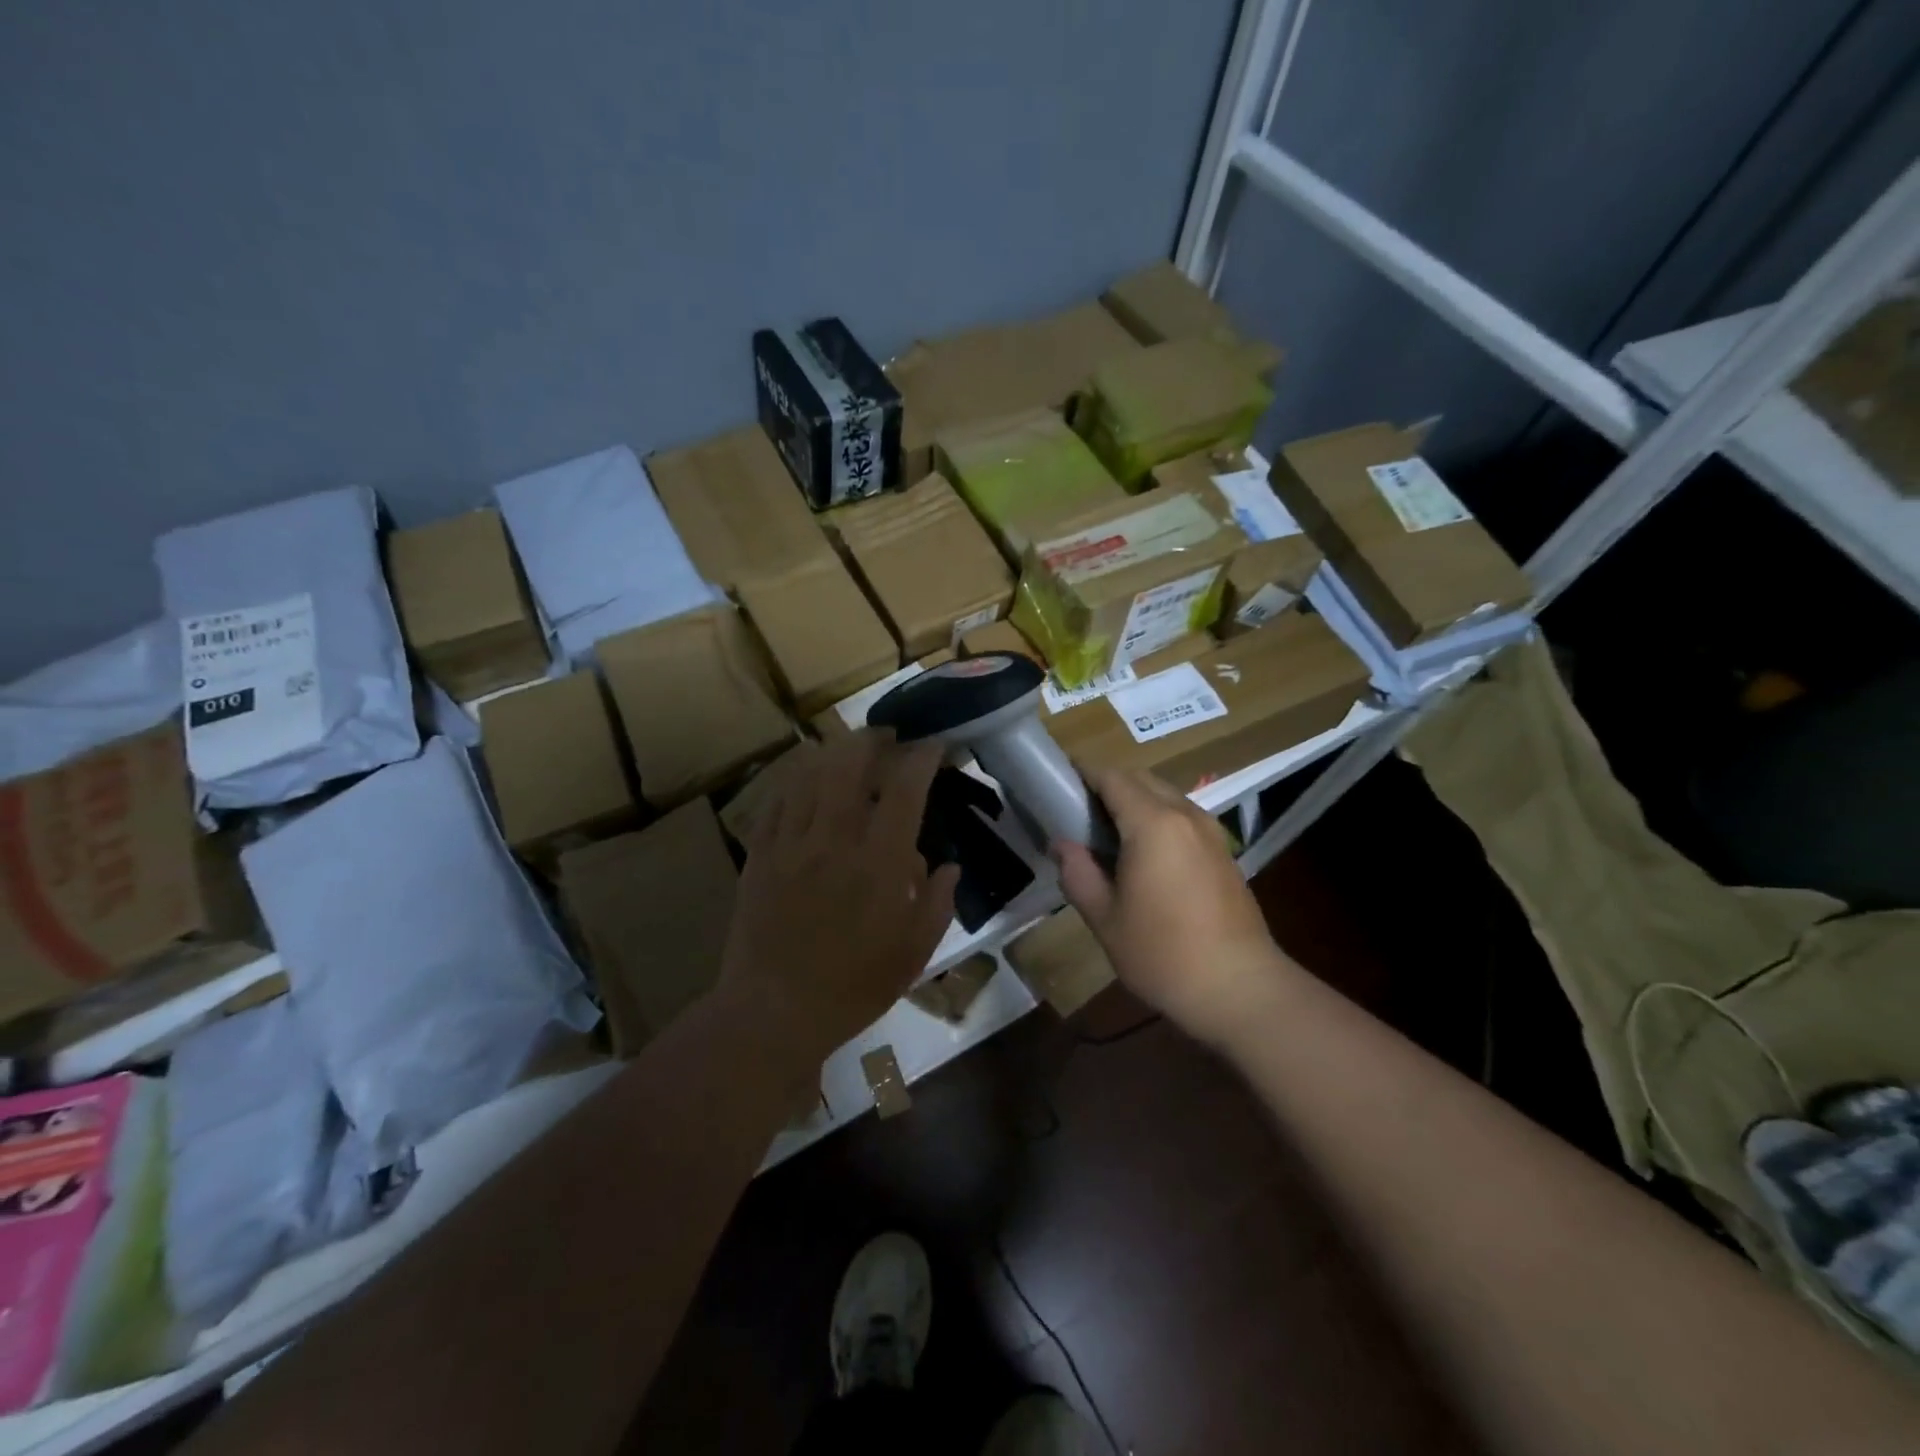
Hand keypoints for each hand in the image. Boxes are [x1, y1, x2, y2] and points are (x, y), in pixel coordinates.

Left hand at [721, 731, 959, 1059]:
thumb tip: (947, 866)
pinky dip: (794, 780)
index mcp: (880, 862)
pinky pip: (776, 802)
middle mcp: (835, 839)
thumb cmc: (853, 987)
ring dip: (833, 752)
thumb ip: (937, 903)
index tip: (933, 745)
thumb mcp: (913, 953)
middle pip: (850, 764)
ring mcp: (791, 844)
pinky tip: (803, 778)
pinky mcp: (760, 855)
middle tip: (886, 735)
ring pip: (810, 775)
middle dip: (872, 739)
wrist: (774, 1011)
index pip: (905, 789)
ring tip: (847, 747)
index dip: (922, 758)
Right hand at [1054, 768, 1285, 1045]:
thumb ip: (1078, 873)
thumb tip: (1062, 844)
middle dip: (1108, 785)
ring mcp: (1210, 832)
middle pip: (1140, 779)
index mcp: (1153, 823)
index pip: (1112, 777)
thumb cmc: (1163, 954)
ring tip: (1108, 835)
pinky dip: (1158, 818)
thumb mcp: (1105, 918)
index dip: (1082, 774)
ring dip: (1135, 801)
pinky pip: (1183, 817)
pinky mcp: (1224, 852)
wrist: (1240, 989)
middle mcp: (1185, 815)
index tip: (1058, 783)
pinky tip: (1145, 855)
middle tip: (1078, 813)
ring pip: (1165, 796)